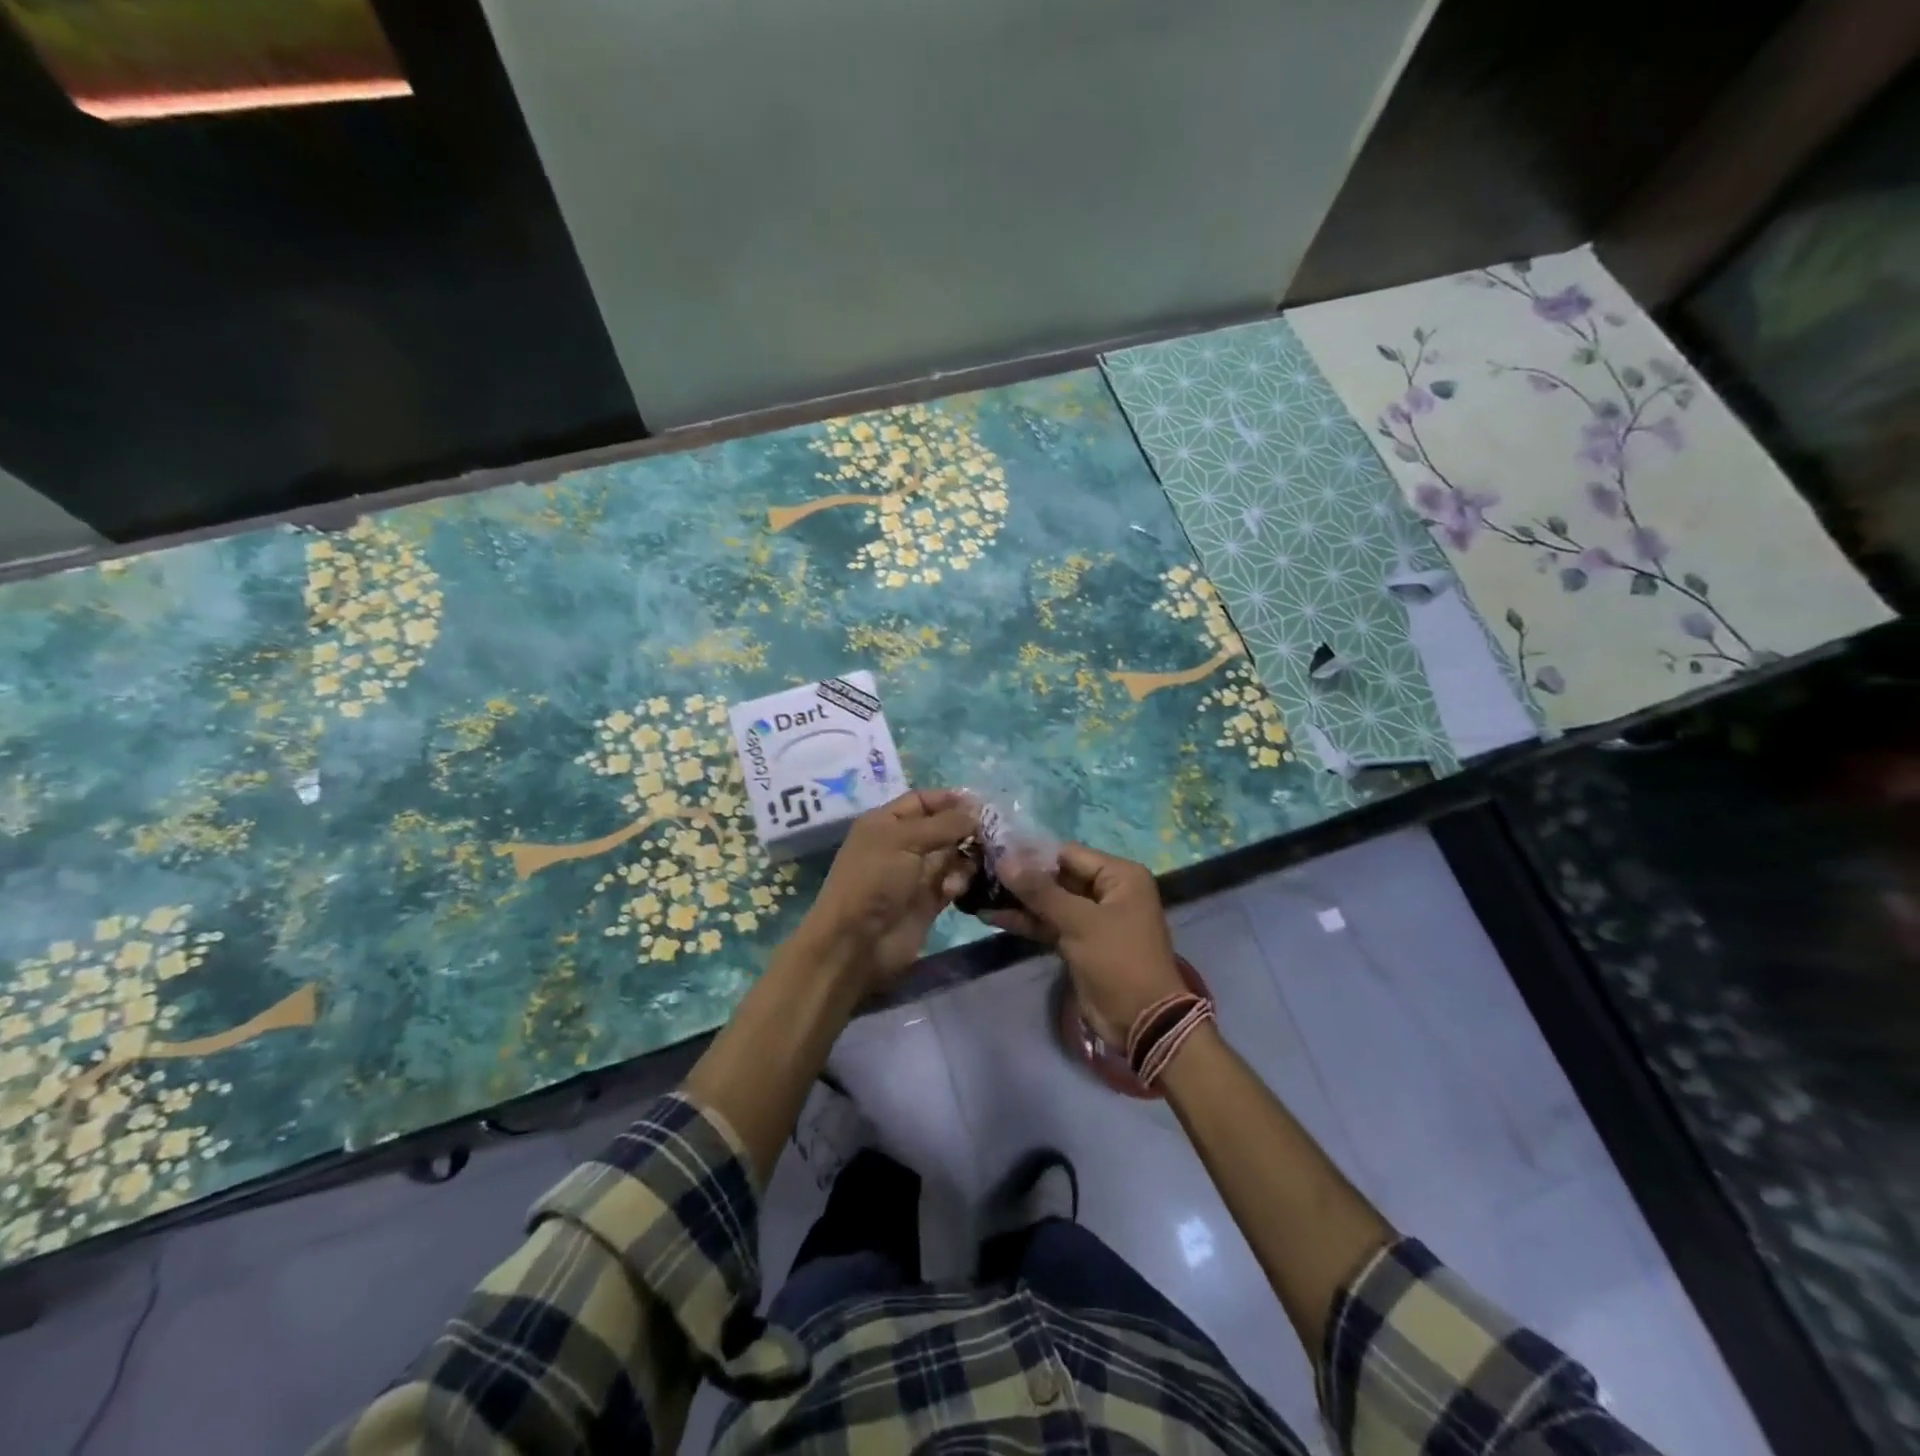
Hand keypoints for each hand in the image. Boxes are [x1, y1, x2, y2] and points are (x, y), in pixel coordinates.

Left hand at [797, 789, 976, 992]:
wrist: (857, 942)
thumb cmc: (874, 879)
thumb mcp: (905, 840)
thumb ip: (944, 823)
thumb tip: (977, 808)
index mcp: (886, 822)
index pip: (922, 801)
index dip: (949, 799)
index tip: (982, 804)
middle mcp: (902, 844)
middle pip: (942, 827)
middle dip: (966, 828)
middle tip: (993, 834)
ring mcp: (916, 874)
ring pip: (953, 855)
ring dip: (966, 857)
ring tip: (975, 863)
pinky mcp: (929, 901)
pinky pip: (954, 882)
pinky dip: (960, 881)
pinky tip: (954, 888)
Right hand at [991, 843, 1185, 1043]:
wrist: (1141, 1021)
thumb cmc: (1118, 960)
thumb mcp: (1079, 922)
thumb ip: (1040, 891)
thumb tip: (1004, 860)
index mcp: (1119, 875)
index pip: (1068, 853)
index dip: (1031, 852)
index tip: (994, 849)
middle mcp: (1107, 891)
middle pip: (1057, 876)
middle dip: (1021, 876)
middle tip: (980, 869)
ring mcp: (1092, 918)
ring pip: (1050, 901)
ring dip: (1018, 900)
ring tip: (979, 891)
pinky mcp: (1079, 942)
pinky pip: (1049, 923)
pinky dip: (1025, 921)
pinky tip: (991, 916)